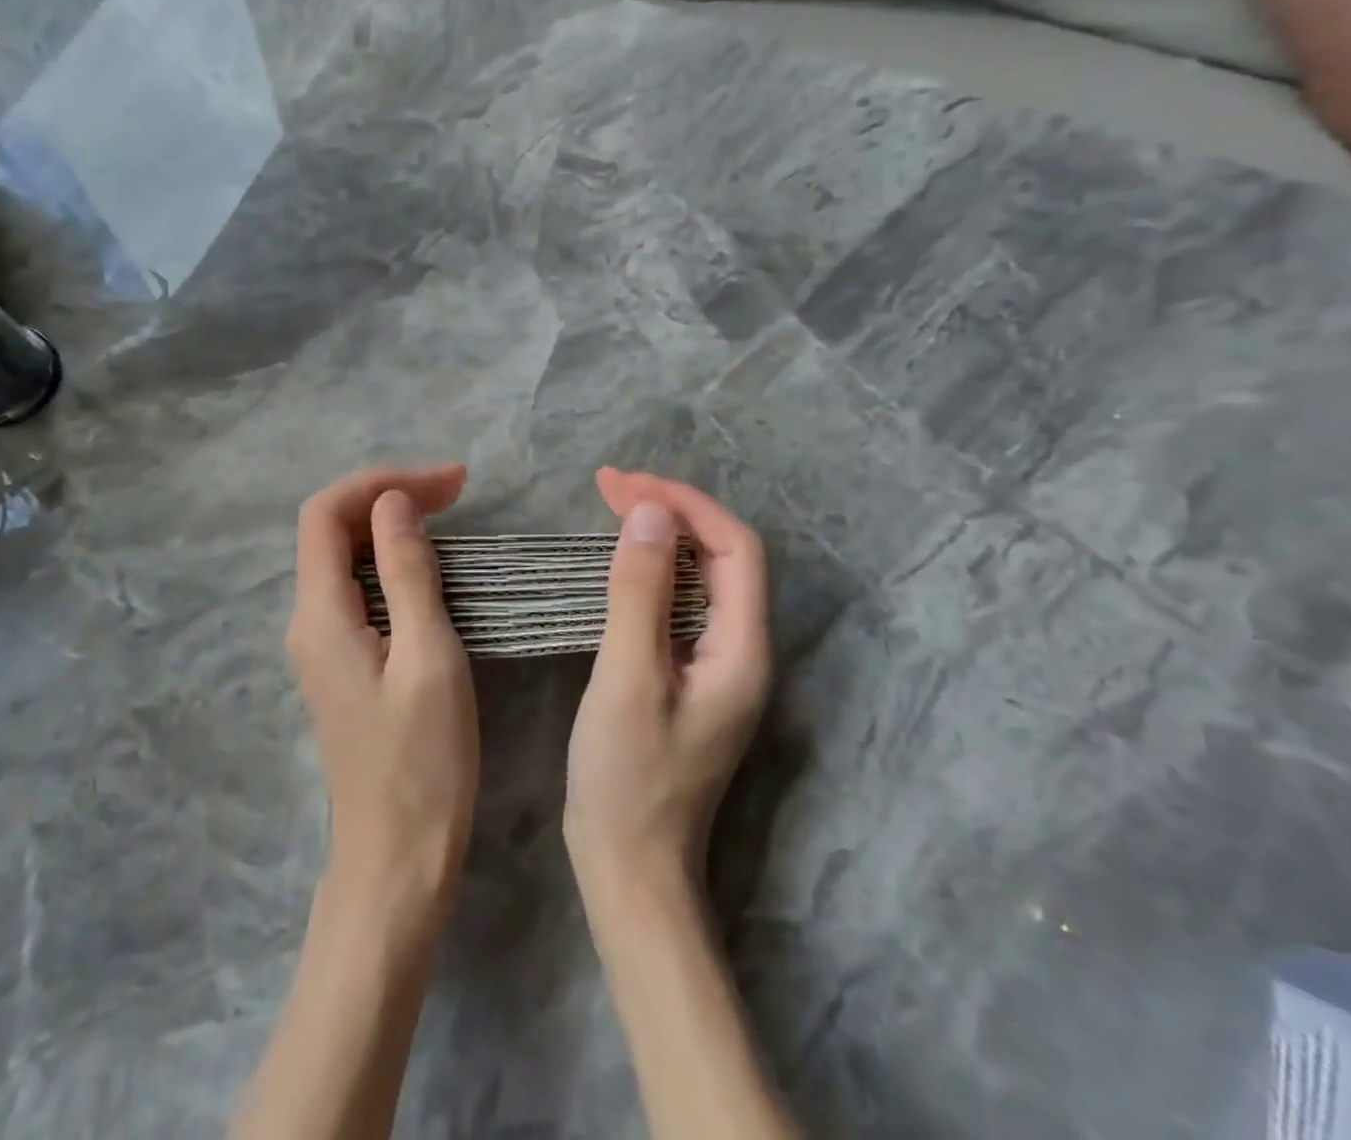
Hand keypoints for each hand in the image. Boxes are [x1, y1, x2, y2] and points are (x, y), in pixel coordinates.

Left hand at [287, 463, 477, 927]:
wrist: (396, 861)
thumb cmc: (422, 764)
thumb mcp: (428, 658)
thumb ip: (406, 574)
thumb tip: (392, 503)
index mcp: (320, 614)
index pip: (326, 513)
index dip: (381, 483)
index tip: (448, 483)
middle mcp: (308, 621)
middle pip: (332, 530)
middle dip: (389, 496)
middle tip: (458, 491)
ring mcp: (322, 643)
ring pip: (345, 557)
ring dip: (392, 526)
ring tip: (450, 514)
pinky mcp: (343, 662)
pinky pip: (358, 588)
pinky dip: (392, 561)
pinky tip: (430, 566)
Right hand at [565, 468, 771, 895]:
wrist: (629, 866)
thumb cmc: (627, 777)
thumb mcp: (627, 678)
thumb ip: (641, 593)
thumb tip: (652, 513)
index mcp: (742, 649)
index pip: (735, 549)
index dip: (686, 504)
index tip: (624, 484)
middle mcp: (742, 650)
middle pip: (722, 556)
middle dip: (672, 510)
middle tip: (608, 485)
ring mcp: (716, 664)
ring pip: (701, 576)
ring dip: (662, 534)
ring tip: (612, 506)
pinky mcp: (689, 675)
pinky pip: (680, 602)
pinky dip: (652, 568)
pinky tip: (621, 560)